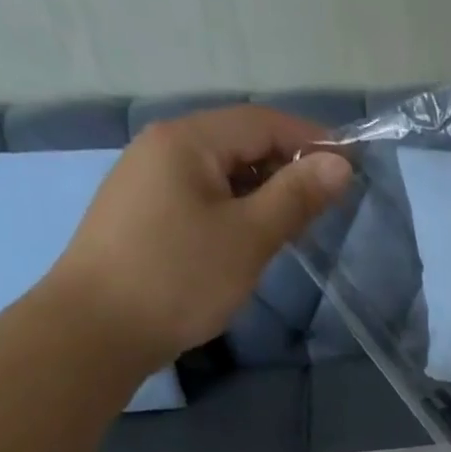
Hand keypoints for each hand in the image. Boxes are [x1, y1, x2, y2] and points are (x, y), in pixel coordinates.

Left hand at [48, 105, 352, 365]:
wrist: (97, 329)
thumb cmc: (179, 277)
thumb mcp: (249, 237)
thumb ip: (296, 196)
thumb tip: (340, 163)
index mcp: (187, 140)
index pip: (262, 122)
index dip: (311, 139)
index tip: (353, 167)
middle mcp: (162, 148)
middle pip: (239, 142)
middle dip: (289, 166)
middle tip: (329, 203)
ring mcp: (148, 182)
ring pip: (222, 173)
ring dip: (265, 190)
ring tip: (298, 224)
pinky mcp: (145, 215)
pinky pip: (203, 196)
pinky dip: (237, 208)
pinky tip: (253, 238)